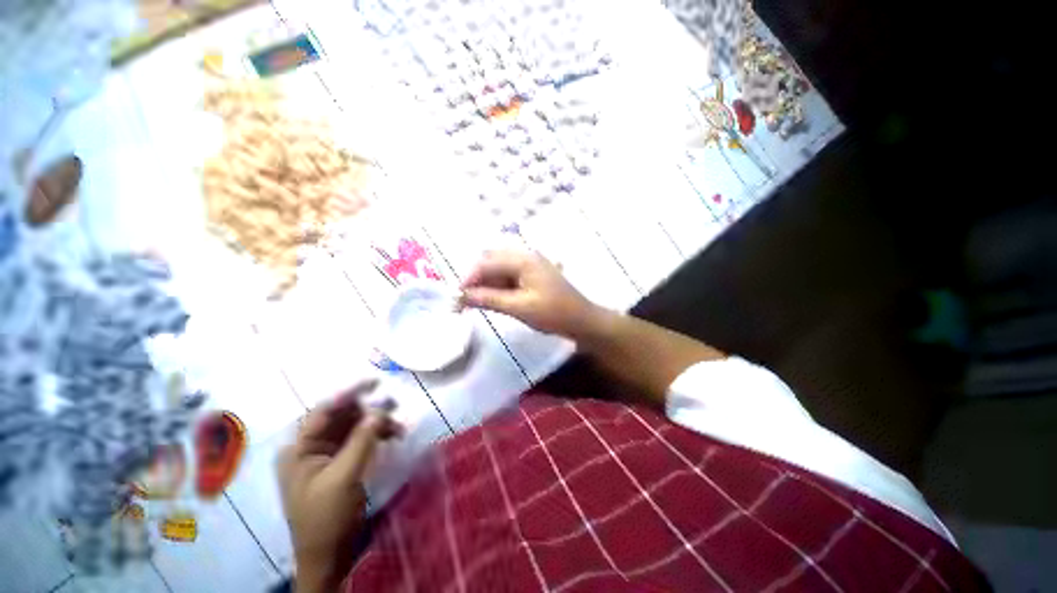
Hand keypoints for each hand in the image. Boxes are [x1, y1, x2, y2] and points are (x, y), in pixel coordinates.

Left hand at [276, 380, 401, 592]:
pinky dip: (377, 436)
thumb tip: (380, 410)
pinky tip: (393, 437)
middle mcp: (310, 447)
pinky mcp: (341, 462)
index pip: (323, 411)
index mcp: (299, 449)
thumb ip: (361, 440)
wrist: (329, 555)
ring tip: (399, 428)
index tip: (376, 383)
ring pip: (354, 426)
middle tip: (394, 406)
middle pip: (341, 416)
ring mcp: (326, 455)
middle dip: (368, 410)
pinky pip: (360, 439)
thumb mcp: (344, 477)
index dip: (349, 394)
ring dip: (377, 424)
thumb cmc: (327, 517)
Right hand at [460, 250, 604, 338]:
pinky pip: (508, 276)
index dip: (468, 278)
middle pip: (491, 262)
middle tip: (464, 300)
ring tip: (474, 303)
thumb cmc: (554, 313)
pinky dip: (496, 287)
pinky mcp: (532, 275)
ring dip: (485, 284)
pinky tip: (491, 299)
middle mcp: (525, 256)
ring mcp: (529, 265)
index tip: (456, 297)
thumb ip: (489, 299)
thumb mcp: (519, 307)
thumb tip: (461, 296)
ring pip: (498, 269)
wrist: (582, 321)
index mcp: (523, 259)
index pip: (486, 263)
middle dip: (475, 279)